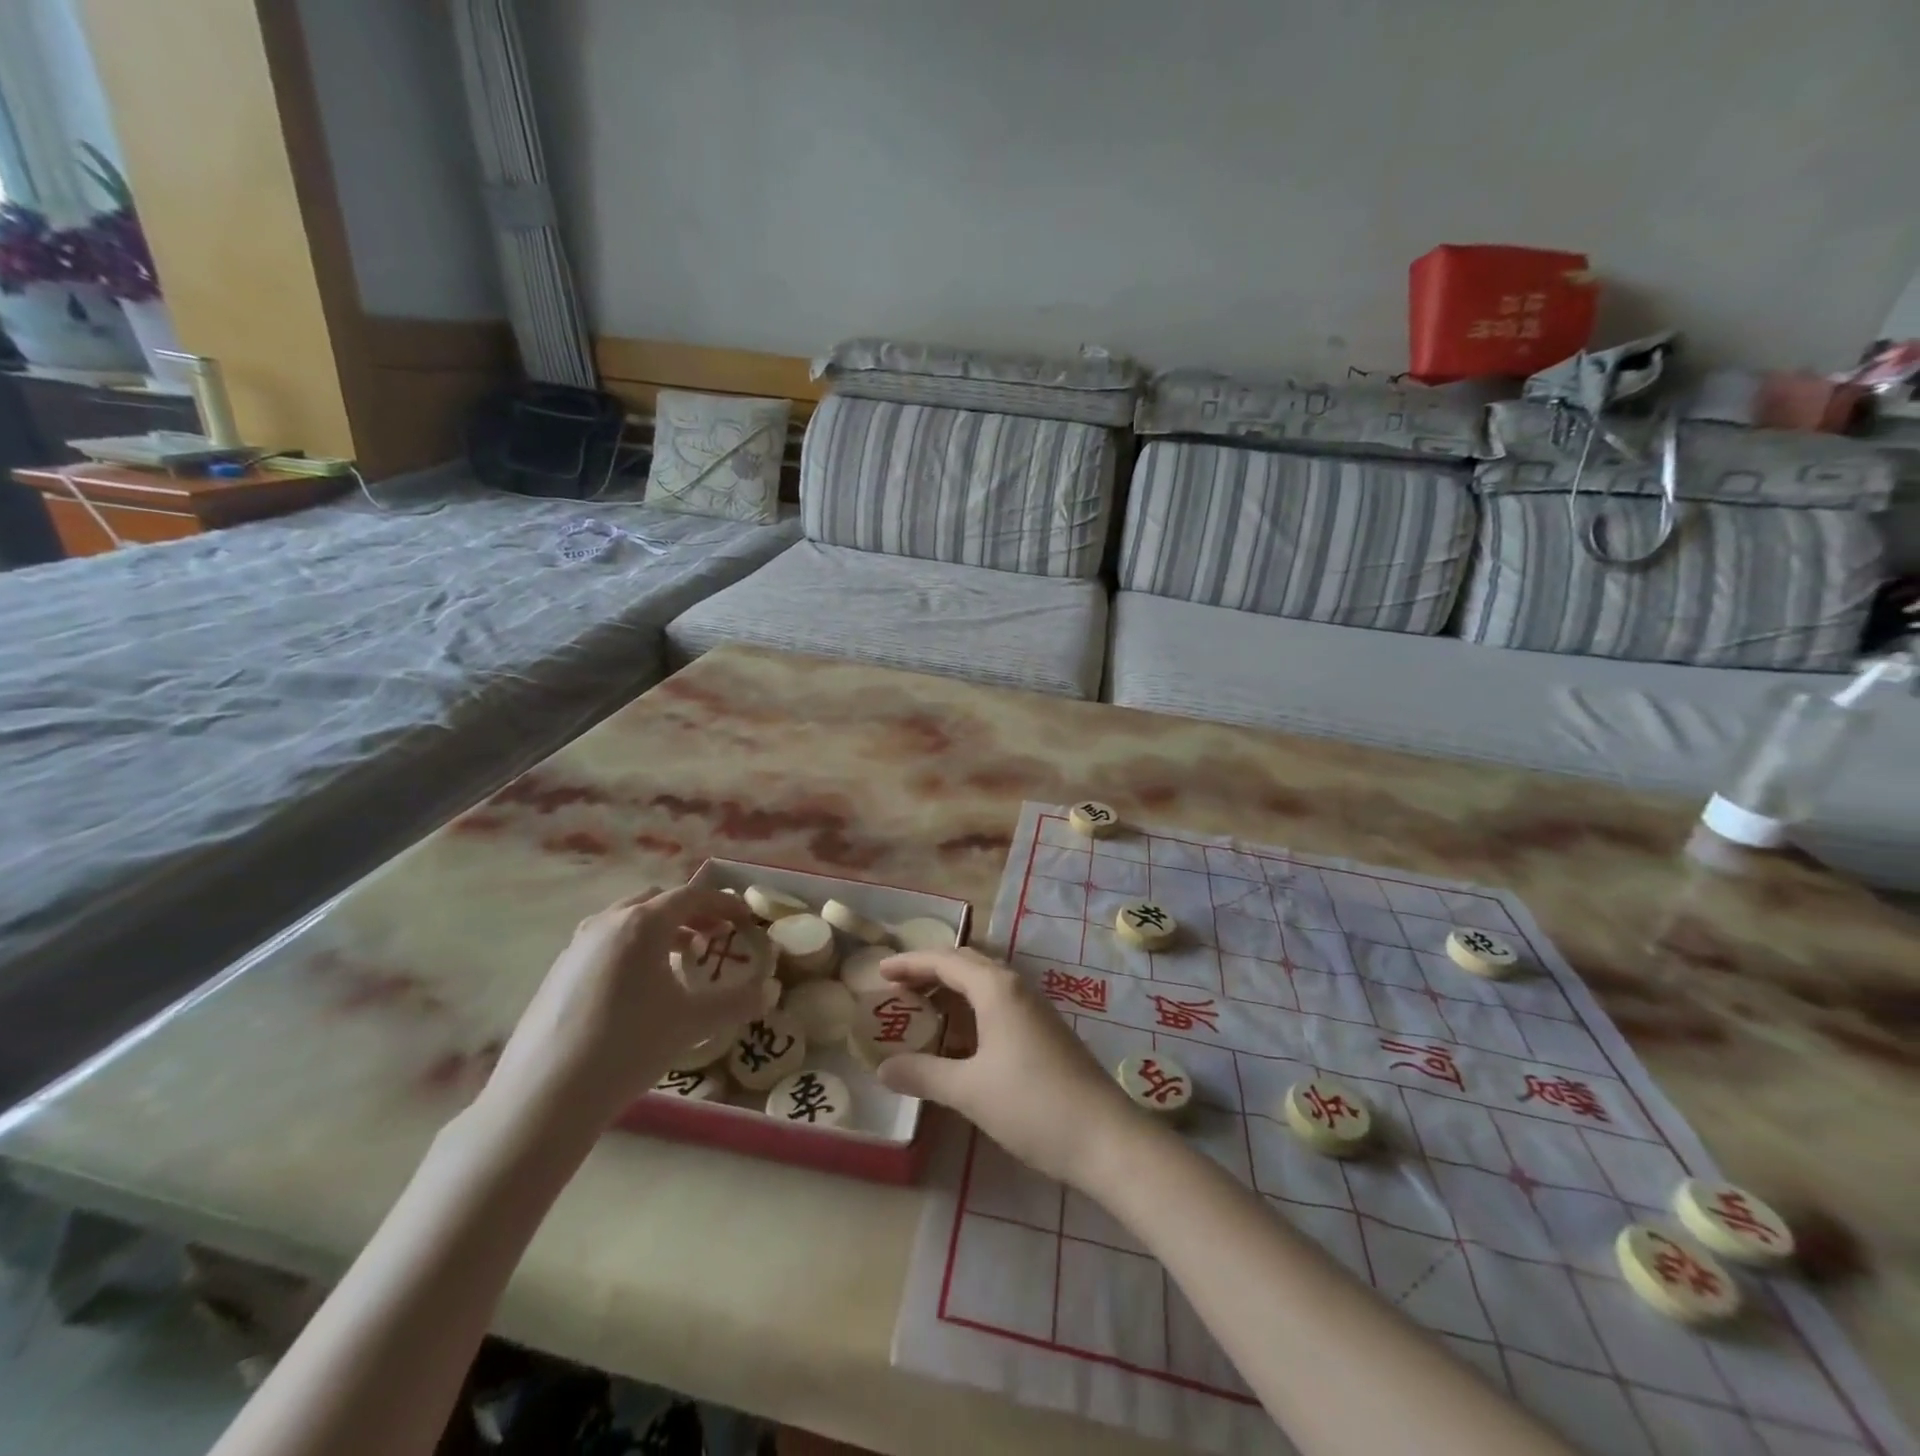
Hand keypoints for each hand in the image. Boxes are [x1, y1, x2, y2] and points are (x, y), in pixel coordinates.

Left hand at [481, 884, 763, 1130]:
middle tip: (714, 936)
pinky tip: (637, 988)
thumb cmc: (628, 1046)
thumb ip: (737, 1002)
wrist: (545, 1096)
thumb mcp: (692, 1023)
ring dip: (659, 929)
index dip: (724, 904)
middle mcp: (607, 922)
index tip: (746, 919)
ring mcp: (576, 946)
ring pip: (627, 920)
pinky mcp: (557, 972)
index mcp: (643, 923)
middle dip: (691, 912)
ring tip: (679, 959)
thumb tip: (770, 992)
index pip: (692, 897)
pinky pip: (604, 943)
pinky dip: (631, 948)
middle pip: (657, 900)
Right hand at [875, 948, 1142, 1188]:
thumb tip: (882, 1067)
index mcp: (996, 988)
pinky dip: (971, 1005)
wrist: (1105, 1137)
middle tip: (896, 986)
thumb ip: (923, 1074)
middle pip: (966, 963)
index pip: (945, 960)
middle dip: (930, 969)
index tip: (879, 970)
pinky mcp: (1045, 1029)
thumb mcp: (969, 1091)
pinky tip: (961, 1034)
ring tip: (921, 1006)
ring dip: (952, 986)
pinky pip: (998, 1001)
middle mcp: (1016, 986)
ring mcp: (1034, 1007)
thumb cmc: (1032, 1105)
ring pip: (985, 981)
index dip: (910, 963)